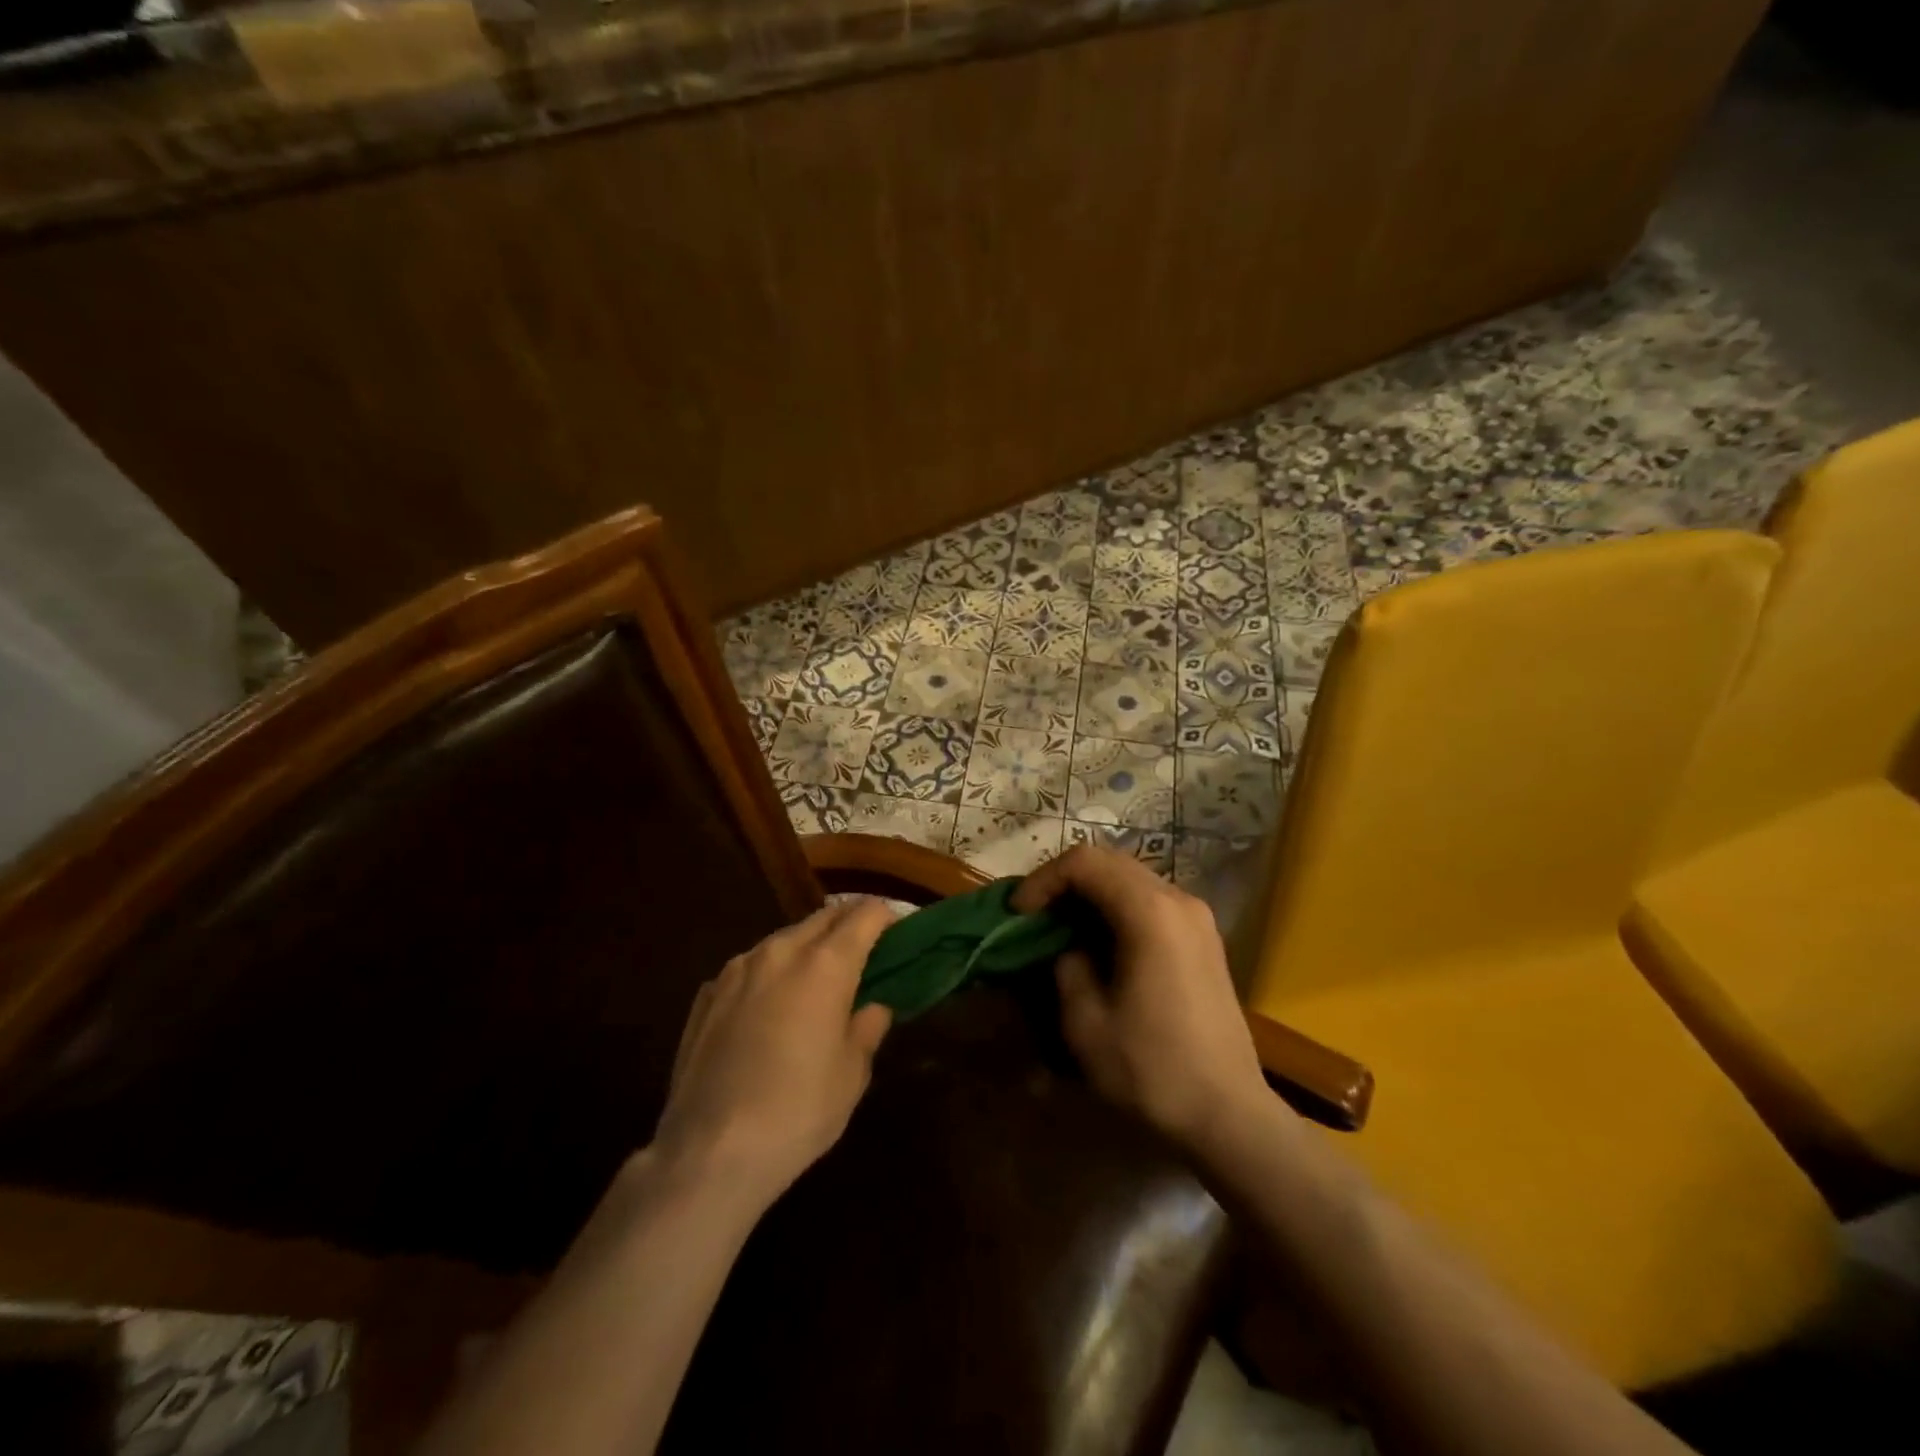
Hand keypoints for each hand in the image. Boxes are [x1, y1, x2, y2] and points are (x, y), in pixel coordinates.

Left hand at [651, 898, 895, 1207]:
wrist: (708, 1153)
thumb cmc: (798, 1111)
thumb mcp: (852, 1074)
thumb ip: (867, 1028)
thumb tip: (873, 1007)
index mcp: (825, 964)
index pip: (865, 914)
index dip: (887, 917)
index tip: (898, 933)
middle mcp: (780, 951)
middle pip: (824, 917)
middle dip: (848, 925)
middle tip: (865, 953)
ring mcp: (737, 969)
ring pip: (783, 940)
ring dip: (807, 948)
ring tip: (815, 982)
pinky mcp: (707, 994)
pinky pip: (750, 968)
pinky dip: (770, 975)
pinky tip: (769, 1011)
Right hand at [1013, 845, 1269, 1148]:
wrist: (1229, 1114)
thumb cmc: (1152, 1069)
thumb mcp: (1085, 1022)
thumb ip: (1066, 966)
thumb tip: (1067, 946)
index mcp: (1150, 912)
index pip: (1085, 863)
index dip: (1043, 880)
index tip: (1019, 914)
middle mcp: (1178, 900)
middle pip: (1110, 862)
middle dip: (1065, 882)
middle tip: (1035, 916)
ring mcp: (1198, 917)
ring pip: (1131, 879)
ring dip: (1091, 894)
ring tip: (1063, 929)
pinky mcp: (1204, 938)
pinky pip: (1151, 902)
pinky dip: (1117, 909)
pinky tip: (1101, 944)